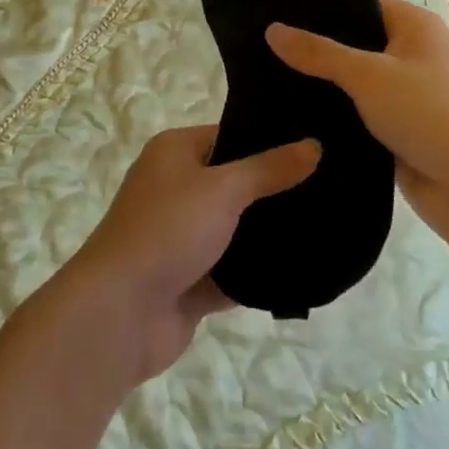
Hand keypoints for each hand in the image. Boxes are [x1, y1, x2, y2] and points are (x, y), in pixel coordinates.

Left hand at [56, 125, 319, 383]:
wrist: (119, 313)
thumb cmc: (167, 231)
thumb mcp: (223, 189)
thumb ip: (269, 169)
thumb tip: (314, 144)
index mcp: (175, 152)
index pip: (229, 135)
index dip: (268, 140)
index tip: (315, 146)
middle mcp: (176, 188)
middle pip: (235, 183)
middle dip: (275, 190)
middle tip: (330, 189)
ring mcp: (181, 237)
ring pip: (235, 229)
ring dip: (268, 235)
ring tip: (326, 227)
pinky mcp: (189, 280)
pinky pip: (232, 271)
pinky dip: (258, 273)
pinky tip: (303, 270)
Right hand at [266, 0, 448, 244]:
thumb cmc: (430, 115)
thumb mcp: (369, 76)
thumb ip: (319, 53)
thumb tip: (271, 29)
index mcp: (415, 26)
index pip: (359, 2)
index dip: (320, 5)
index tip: (275, 8)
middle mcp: (412, 53)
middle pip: (354, 41)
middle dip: (315, 47)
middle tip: (262, 45)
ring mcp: (406, 93)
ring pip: (353, 80)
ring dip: (322, 84)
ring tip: (265, 76)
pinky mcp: (398, 128)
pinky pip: (358, 111)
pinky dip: (334, 113)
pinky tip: (293, 113)